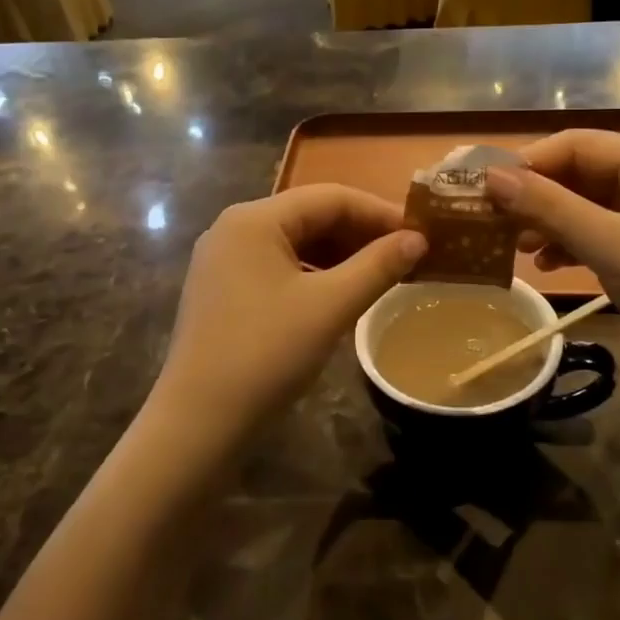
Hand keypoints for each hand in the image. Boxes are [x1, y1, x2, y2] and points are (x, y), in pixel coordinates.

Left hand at [147, 185, 425, 450]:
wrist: (198, 422)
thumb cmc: (266, 354)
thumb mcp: (330, 307)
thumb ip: (377, 266)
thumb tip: (418, 239)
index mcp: (255, 218)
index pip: (330, 197)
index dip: (380, 212)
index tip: (420, 234)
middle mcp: (233, 227)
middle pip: (310, 216)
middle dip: (360, 233)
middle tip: (406, 256)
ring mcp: (222, 260)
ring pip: (294, 243)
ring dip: (339, 254)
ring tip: (380, 274)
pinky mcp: (221, 290)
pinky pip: (277, 266)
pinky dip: (313, 274)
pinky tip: (339, 294)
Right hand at [483, 132, 619, 399]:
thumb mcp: (612, 246)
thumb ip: (549, 207)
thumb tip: (490, 175)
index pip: (581, 144)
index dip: (531, 161)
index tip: (485, 187)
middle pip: (585, 175)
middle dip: (538, 195)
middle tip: (493, 221)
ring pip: (591, 209)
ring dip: (551, 223)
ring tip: (515, 248)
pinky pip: (604, 240)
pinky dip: (573, 248)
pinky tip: (547, 266)